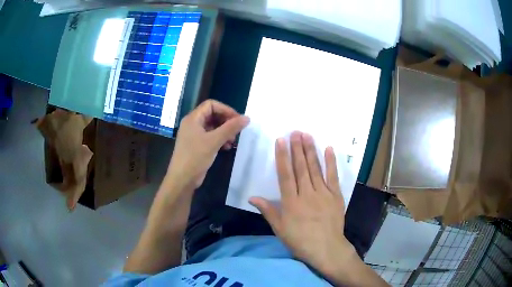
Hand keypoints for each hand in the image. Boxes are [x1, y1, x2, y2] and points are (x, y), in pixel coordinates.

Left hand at [167, 100, 248, 188]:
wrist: (182, 179)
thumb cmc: (195, 157)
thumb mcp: (214, 141)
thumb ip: (230, 128)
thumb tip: (247, 118)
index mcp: (193, 118)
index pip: (211, 105)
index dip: (225, 109)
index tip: (238, 119)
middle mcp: (193, 124)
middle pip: (212, 115)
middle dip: (226, 121)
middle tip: (237, 131)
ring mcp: (194, 135)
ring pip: (213, 126)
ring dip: (224, 131)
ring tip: (232, 141)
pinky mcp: (197, 145)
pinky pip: (210, 136)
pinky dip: (220, 139)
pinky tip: (227, 147)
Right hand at [250, 131, 356, 274]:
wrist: (326, 248)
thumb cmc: (300, 241)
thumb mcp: (280, 229)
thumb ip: (268, 211)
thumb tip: (252, 197)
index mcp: (291, 202)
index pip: (285, 175)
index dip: (282, 157)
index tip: (281, 141)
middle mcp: (307, 194)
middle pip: (301, 168)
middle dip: (297, 149)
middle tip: (295, 132)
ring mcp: (323, 193)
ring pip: (315, 169)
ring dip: (311, 151)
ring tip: (307, 136)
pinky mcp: (336, 196)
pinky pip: (333, 177)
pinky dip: (331, 162)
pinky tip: (329, 149)